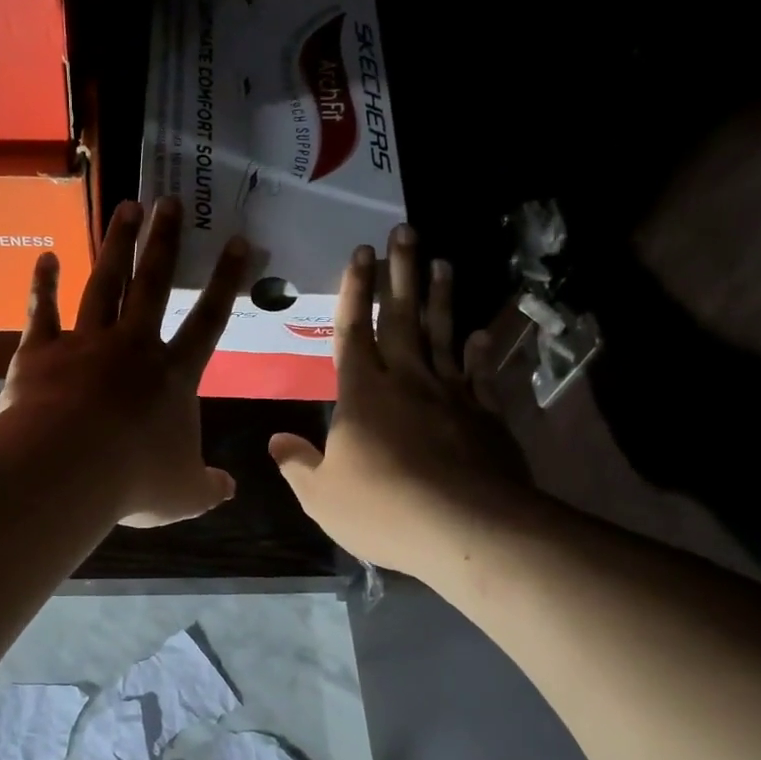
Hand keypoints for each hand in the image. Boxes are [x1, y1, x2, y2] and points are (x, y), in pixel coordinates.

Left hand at [0, 197, 247, 527]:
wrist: (66, 468)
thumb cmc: (133, 480)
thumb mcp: (182, 494)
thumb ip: (207, 487)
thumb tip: (229, 490)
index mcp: (172, 376)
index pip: (208, 321)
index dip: (224, 281)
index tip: (236, 241)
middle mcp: (132, 347)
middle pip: (152, 285)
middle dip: (164, 242)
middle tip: (171, 202)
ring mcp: (85, 343)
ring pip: (105, 285)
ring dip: (116, 246)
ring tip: (126, 207)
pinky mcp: (41, 352)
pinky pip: (43, 311)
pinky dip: (44, 284)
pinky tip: (45, 257)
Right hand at [268, 225, 531, 573]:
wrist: (468, 528)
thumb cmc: (384, 509)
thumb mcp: (322, 496)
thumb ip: (298, 465)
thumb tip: (274, 440)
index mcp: (362, 394)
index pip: (352, 332)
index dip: (353, 291)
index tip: (360, 253)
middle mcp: (406, 381)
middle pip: (400, 318)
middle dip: (399, 273)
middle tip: (405, 230)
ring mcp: (450, 395)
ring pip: (443, 335)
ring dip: (440, 298)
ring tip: (442, 263)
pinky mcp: (485, 416)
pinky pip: (480, 374)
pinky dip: (481, 352)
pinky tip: (482, 333)